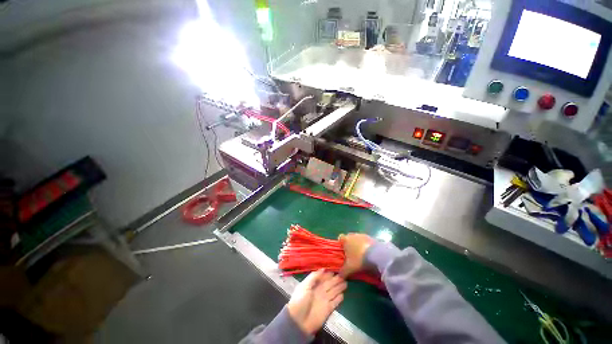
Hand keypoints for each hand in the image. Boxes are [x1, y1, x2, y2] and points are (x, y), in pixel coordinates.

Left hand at [287, 270, 346, 335]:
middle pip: (329, 284)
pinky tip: (343, 295)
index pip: (323, 278)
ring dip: (339, 288)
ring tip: (345, 283)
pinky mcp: (328, 309)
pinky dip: (339, 299)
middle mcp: (320, 292)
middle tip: (343, 275)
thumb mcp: (305, 286)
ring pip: (333, 292)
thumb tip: (323, 269)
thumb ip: (314, 277)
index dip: (328, 275)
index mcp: (313, 285)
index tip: (335, 270)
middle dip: (336, 280)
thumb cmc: (300, 300)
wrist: (299, 321)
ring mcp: (324, 300)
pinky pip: (335, 302)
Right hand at [338, 233, 373, 277]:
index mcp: (346, 240)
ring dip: (359, 244)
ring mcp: (363, 235)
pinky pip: (366, 241)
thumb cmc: (359, 259)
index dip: (341, 243)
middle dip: (350, 244)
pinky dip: (366, 246)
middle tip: (352, 254)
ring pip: (358, 239)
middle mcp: (353, 235)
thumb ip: (343, 272)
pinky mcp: (371, 238)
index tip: (343, 250)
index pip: (341, 238)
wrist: (376, 255)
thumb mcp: (350, 268)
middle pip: (349, 237)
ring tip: (362, 255)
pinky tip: (369, 253)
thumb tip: (339, 275)